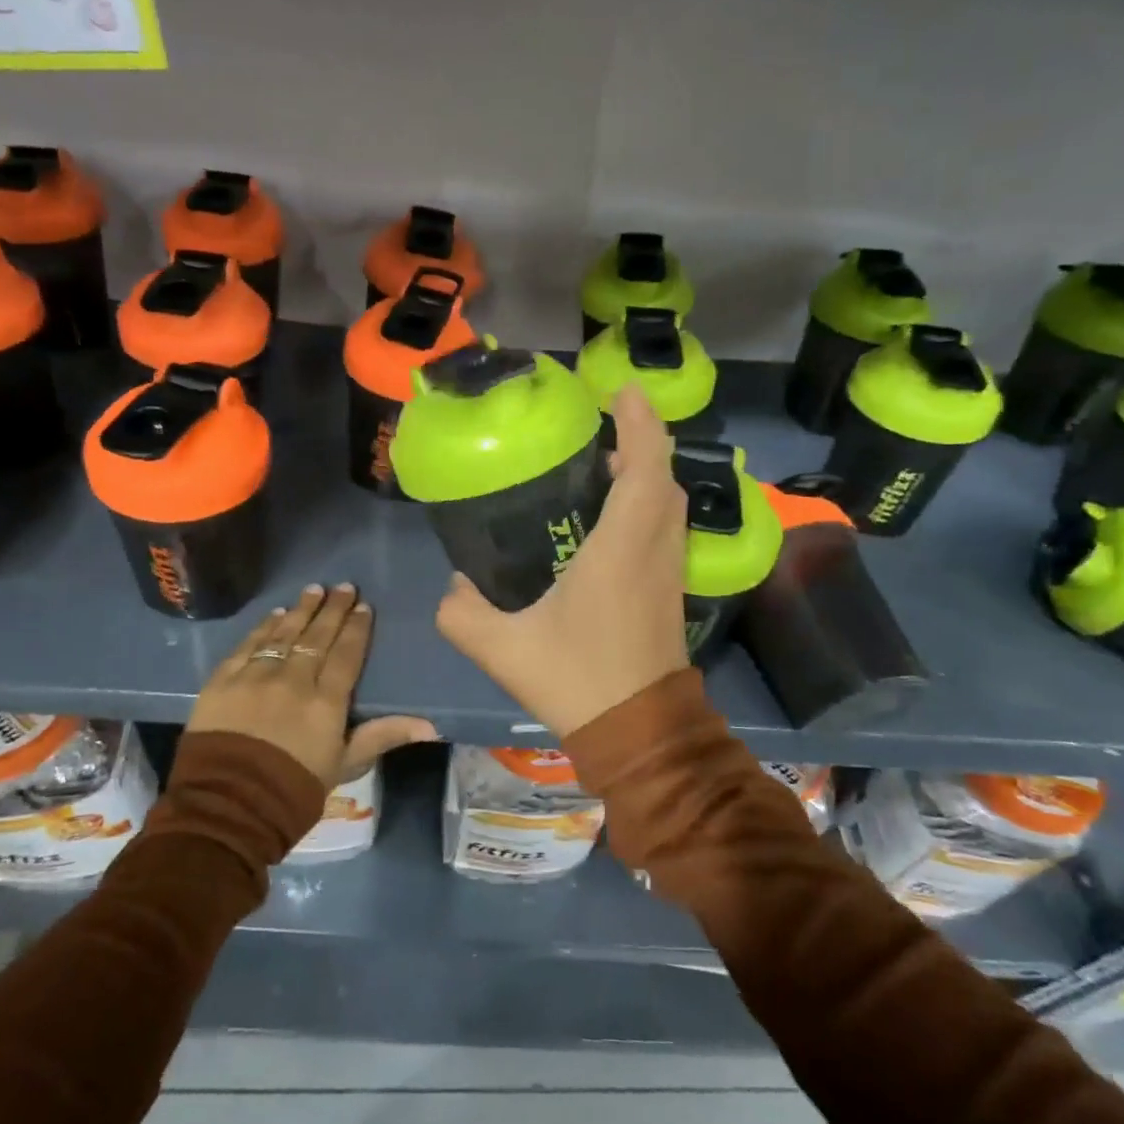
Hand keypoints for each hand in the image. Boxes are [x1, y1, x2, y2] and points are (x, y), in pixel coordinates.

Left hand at [185, 583, 438, 786]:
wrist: (226, 807)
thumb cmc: (293, 791)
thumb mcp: (344, 765)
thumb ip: (383, 736)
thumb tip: (432, 726)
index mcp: (326, 701)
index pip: (346, 654)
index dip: (357, 628)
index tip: (364, 607)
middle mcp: (293, 679)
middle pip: (317, 636)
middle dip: (333, 609)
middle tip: (344, 586)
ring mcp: (256, 676)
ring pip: (283, 633)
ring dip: (301, 610)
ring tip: (314, 589)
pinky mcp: (223, 681)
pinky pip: (248, 645)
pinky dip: (263, 628)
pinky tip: (274, 615)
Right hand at [436, 385, 689, 737]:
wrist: (640, 733)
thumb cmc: (577, 680)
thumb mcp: (503, 649)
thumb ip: (463, 613)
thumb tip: (452, 586)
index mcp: (621, 549)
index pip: (644, 468)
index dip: (639, 423)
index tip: (623, 390)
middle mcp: (654, 550)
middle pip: (665, 478)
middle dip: (643, 441)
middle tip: (607, 425)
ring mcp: (669, 571)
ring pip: (671, 504)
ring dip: (649, 472)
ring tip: (608, 462)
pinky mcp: (671, 591)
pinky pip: (667, 528)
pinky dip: (649, 503)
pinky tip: (614, 518)